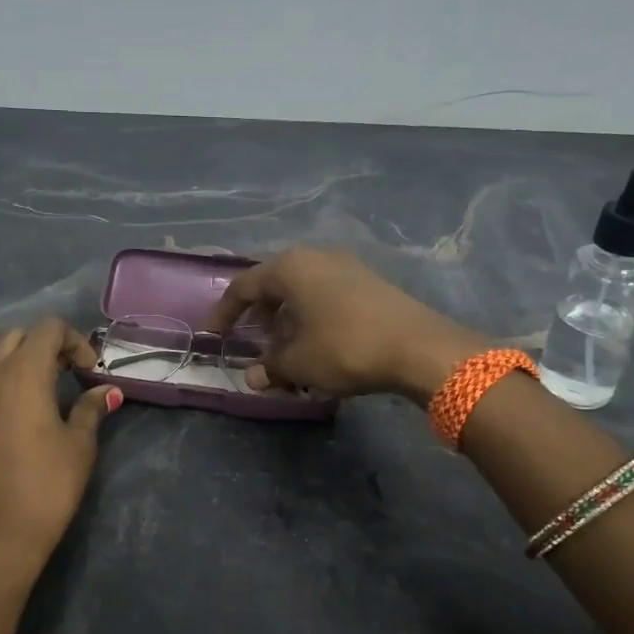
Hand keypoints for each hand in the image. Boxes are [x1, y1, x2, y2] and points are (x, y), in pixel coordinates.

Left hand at [0, 319, 120, 588]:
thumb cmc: (44, 486)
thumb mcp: (79, 446)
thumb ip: (91, 409)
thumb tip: (108, 391)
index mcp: (22, 372)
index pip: (48, 328)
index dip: (75, 340)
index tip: (90, 371)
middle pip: (17, 336)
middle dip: (46, 346)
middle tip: (69, 375)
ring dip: (23, 364)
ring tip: (48, 397)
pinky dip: (4, 385)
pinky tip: (21, 420)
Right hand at [207, 248, 485, 401]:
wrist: (418, 347)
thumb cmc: (346, 348)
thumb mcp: (300, 363)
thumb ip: (270, 367)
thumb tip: (252, 376)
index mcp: (290, 268)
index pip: (244, 286)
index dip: (225, 313)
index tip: (214, 336)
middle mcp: (316, 257)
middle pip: (275, 284)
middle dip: (260, 315)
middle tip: (251, 341)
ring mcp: (346, 267)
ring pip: (303, 291)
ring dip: (287, 319)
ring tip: (284, 350)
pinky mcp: (369, 283)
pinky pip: (326, 296)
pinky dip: (312, 317)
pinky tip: (316, 345)